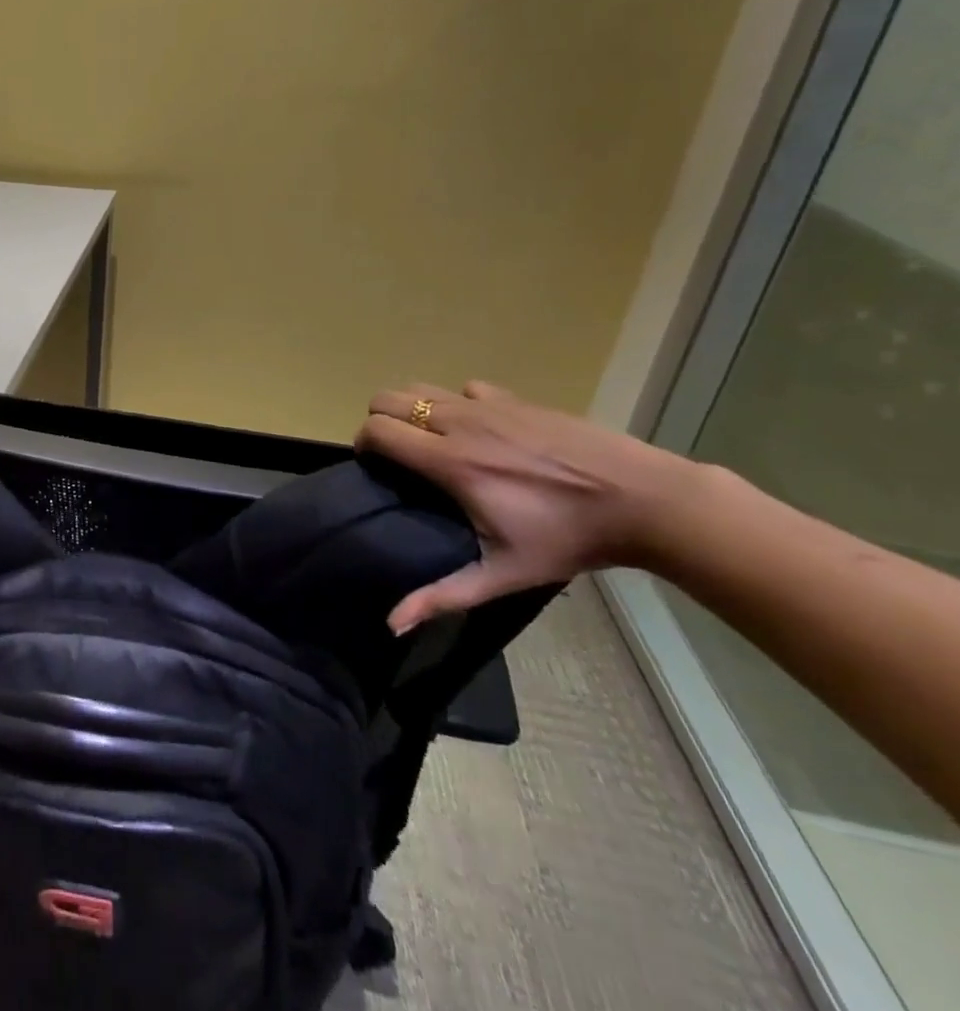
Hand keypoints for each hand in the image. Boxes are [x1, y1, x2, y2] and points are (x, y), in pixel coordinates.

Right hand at [357, 381, 695, 633]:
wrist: (647, 501)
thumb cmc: (570, 539)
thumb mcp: (505, 573)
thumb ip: (444, 594)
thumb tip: (391, 623)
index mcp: (449, 461)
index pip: (377, 429)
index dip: (364, 444)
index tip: (375, 467)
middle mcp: (460, 423)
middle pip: (388, 398)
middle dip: (381, 421)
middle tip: (398, 453)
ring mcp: (489, 405)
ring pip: (421, 387)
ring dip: (414, 409)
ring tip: (430, 440)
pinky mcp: (516, 398)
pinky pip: (466, 389)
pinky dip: (459, 403)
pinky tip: (479, 431)